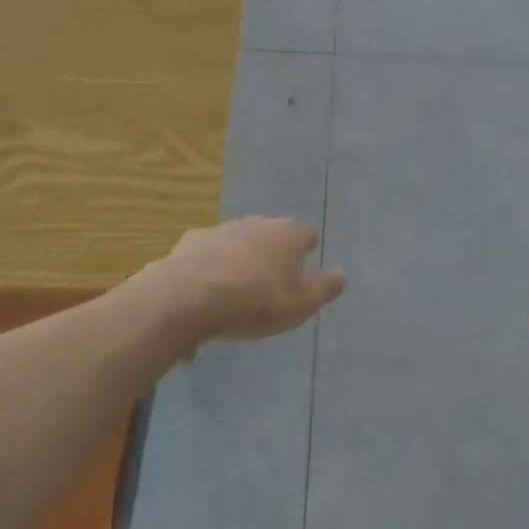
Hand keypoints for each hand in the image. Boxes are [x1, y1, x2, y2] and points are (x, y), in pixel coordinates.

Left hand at [136, 217, 344, 349]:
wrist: (186, 298)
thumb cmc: (252, 303)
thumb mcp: (298, 306)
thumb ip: (324, 289)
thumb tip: (343, 273)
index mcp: (288, 234)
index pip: (307, 233)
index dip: (307, 248)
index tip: (305, 266)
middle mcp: (258, 222)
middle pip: (273, 233)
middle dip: (274, 251)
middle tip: (273, 279)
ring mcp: (223, 228)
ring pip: (241, 240)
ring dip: (243, 257)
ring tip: (239, 287)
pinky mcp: (192, 240)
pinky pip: (211, 251)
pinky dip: (213, 264)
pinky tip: (207, 288)